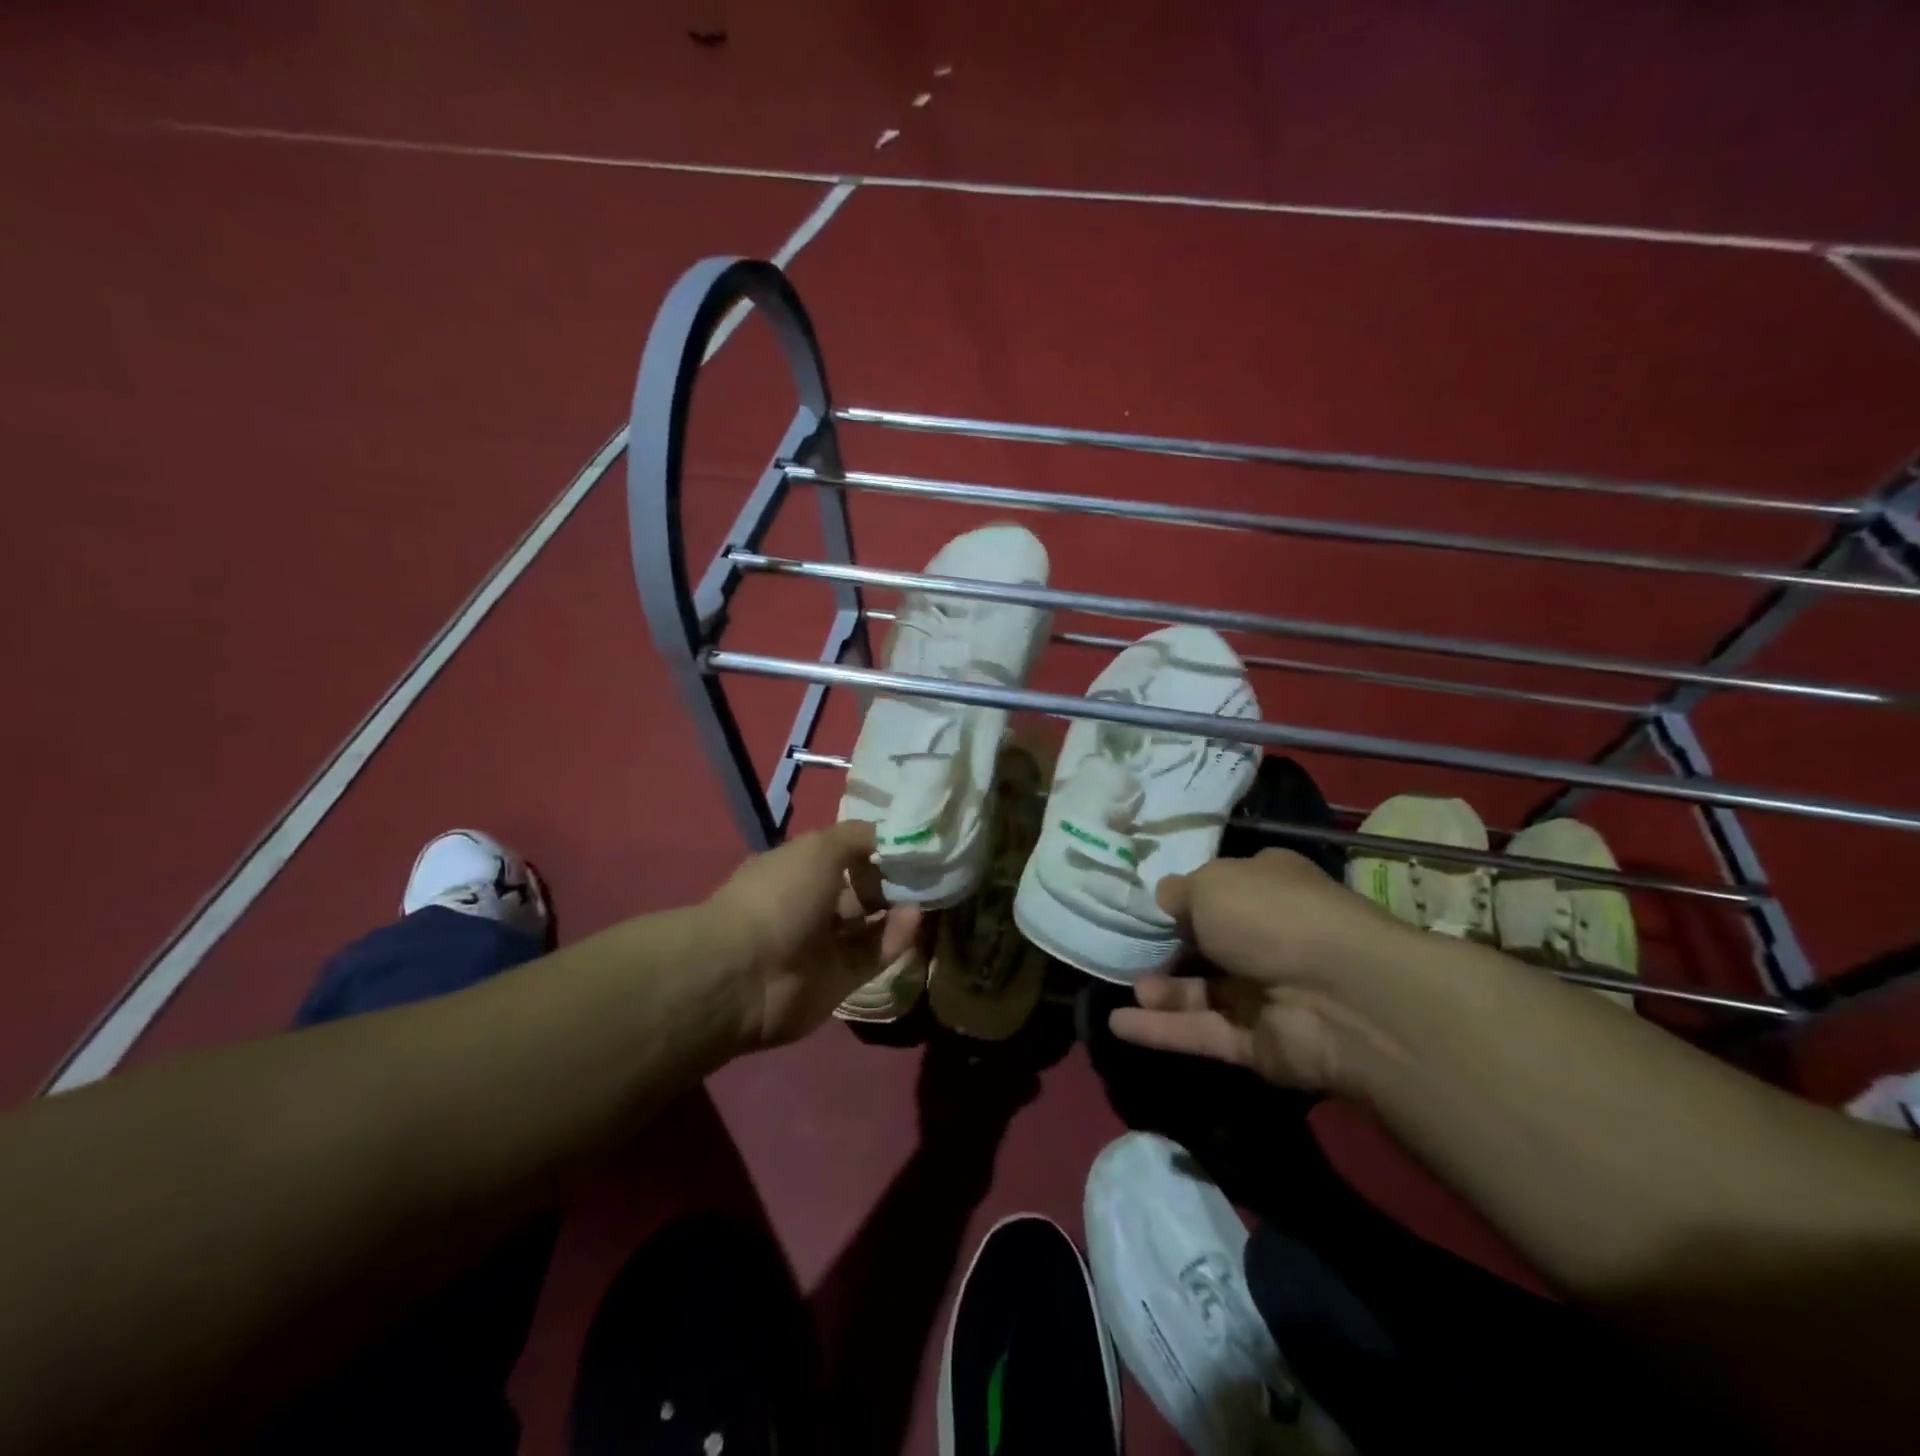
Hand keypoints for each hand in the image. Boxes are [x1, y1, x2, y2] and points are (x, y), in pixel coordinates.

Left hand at [706, 821, 921, 1049]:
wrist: (746, 975)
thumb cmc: (779, 896)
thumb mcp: (819, 847)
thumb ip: (858, 838)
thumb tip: (890, 835)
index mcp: (794, 870)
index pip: (839, 855)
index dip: (871, 848)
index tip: (907, 841)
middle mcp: (807, 906)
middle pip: (857, 891)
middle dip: (889, 881)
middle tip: (927, 869)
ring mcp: (822, 946)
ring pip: (868, 925)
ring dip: (897, 909)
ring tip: (930, 892)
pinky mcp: (839, 980)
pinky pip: (873, 954)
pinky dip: (896, 937)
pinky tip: (916, 917)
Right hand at [1109, 849, 1414, 1094]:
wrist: (1339, 996)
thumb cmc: (1270, 916)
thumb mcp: (1210, 884)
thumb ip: (1178, 893)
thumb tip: (1165, 898)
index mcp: (1267, 888)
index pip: (1221, 888)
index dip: (1185, 895)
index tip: (1145, 903)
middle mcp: (1268, 937)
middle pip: (1209, 943)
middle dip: (1169, 946)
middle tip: (1127, 947)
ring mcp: (1264, 993)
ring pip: (1202, 992)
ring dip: (1162, 991)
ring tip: (1124, 985)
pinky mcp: (1257, 1043)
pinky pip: (1201, 1032)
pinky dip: (1160, 1030)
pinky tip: (1117, 1025)